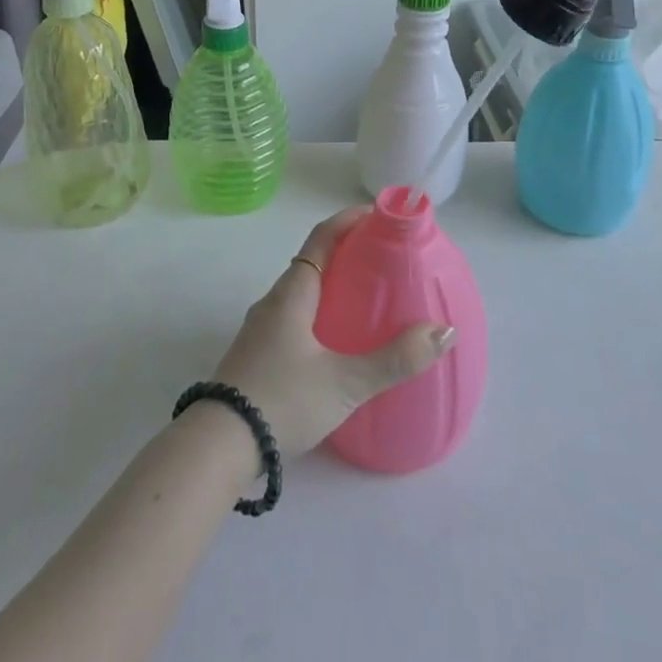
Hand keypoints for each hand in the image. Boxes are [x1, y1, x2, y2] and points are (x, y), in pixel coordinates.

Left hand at [208, 208, 455, 459]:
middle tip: (385, 260)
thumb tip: (443, 331)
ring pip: (302, 294)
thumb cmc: (282, 400)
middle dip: (347, 255)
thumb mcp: (345, 383)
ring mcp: (261, 330)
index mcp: (291, 294)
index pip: (321, 238)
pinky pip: (294, 319)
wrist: (218, 446)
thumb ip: (395, 359)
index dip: (349, 220)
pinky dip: (320, 314)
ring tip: (369, 300)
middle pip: (312, 263)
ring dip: (332, 287)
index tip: (379, 215)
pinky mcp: (257, 356)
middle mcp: (273, 303)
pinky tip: (338, 343)